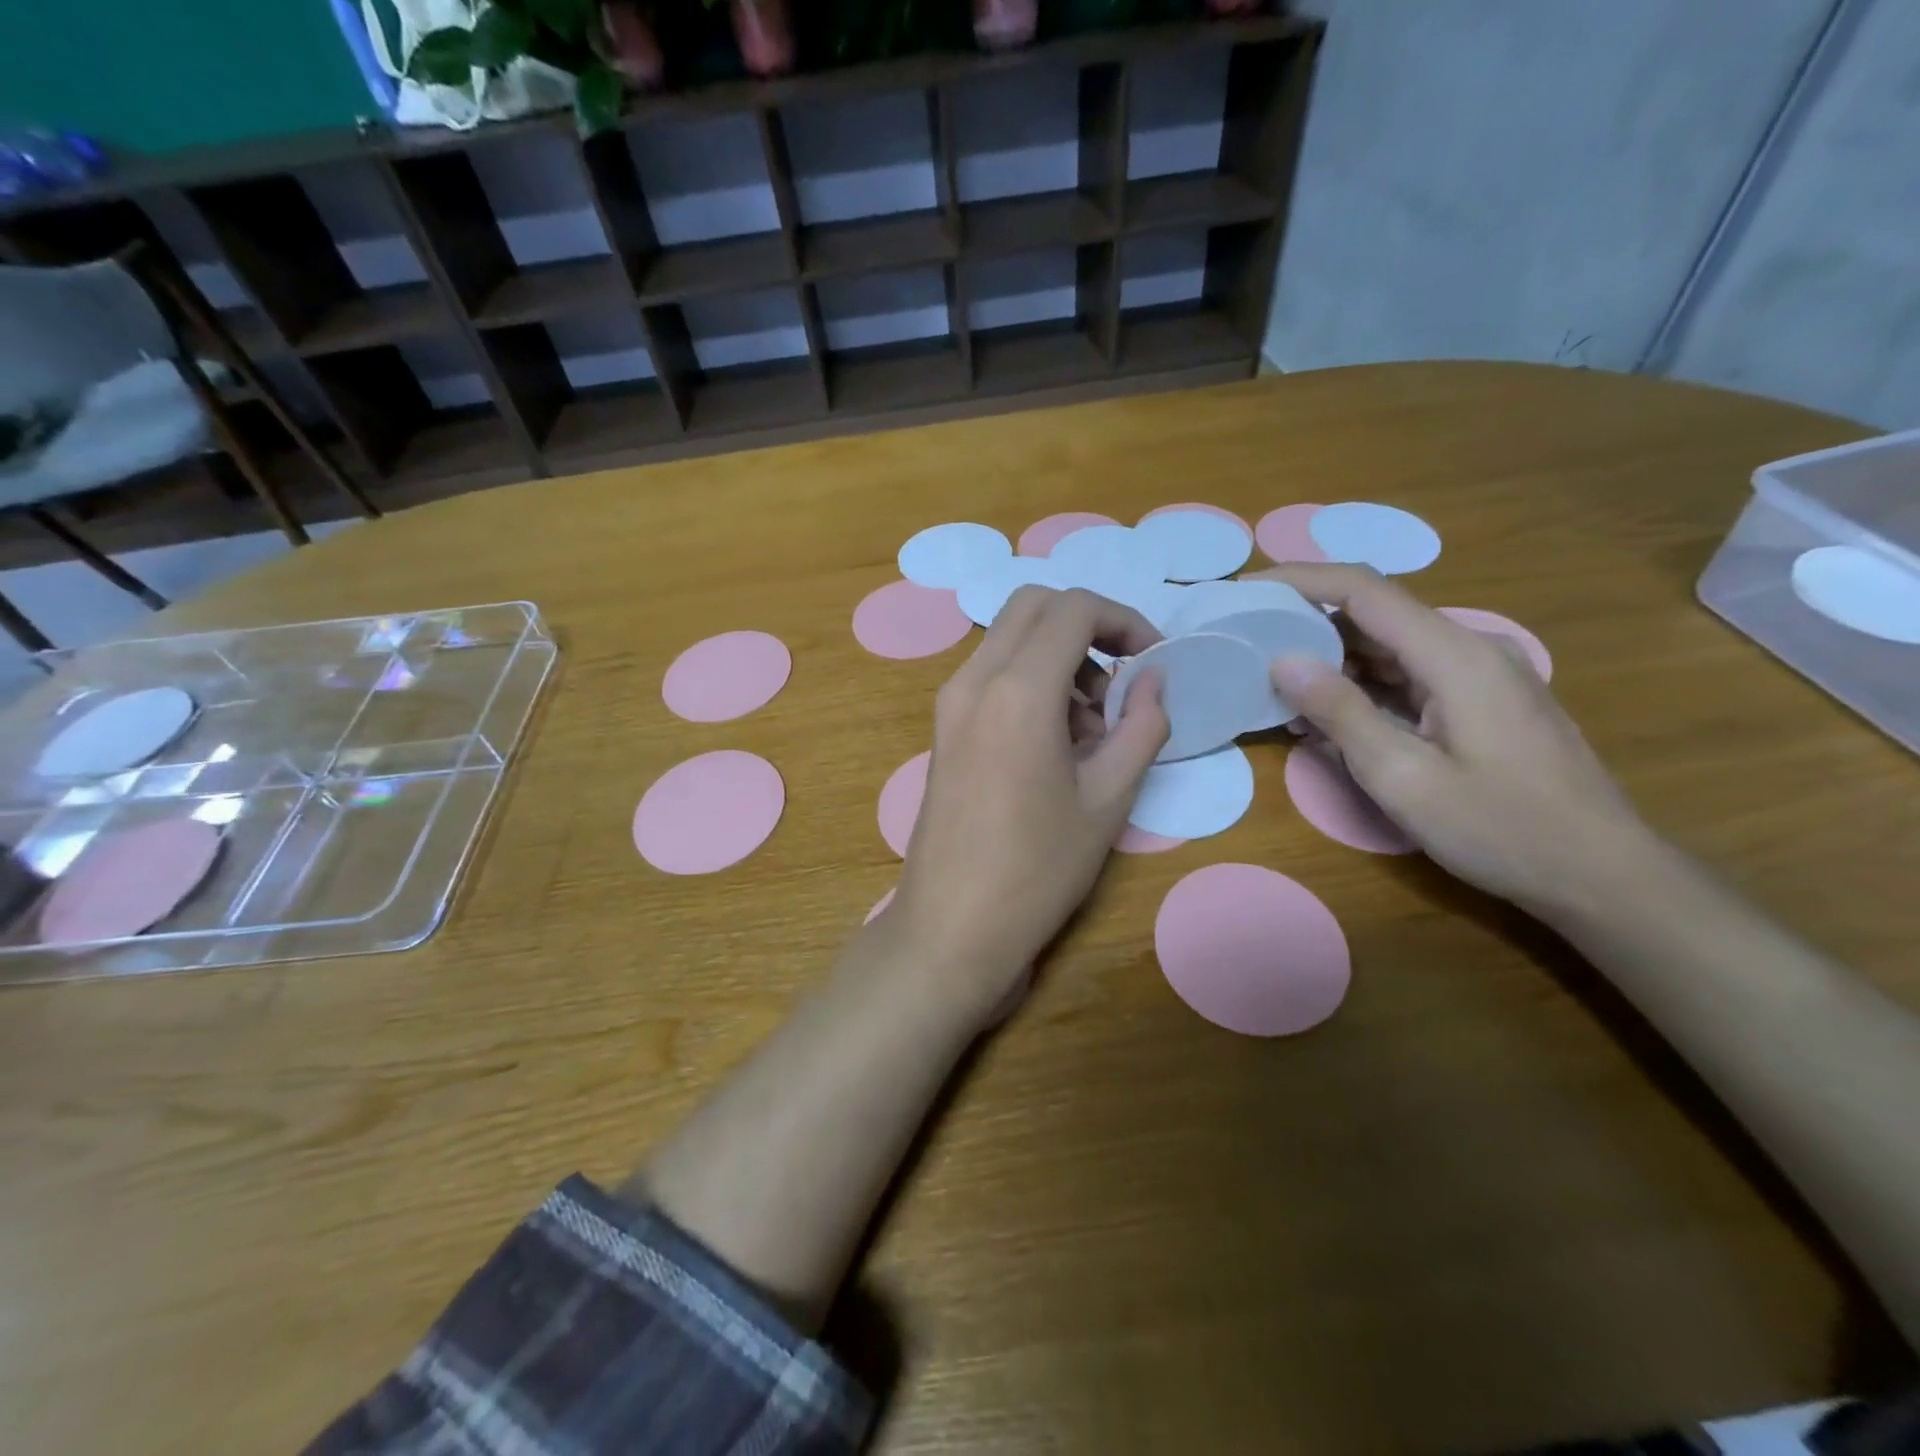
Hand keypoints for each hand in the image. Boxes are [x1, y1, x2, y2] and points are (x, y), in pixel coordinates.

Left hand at [887, 587, 1169, 1020]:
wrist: (952, 926)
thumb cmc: (1038, 869)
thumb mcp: (1109, 799)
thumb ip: (1142, 726)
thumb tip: (1155, 678)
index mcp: (1017, 690)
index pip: (1074, 608)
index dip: (1124, 620)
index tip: (1153, 660)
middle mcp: (974, 680)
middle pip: (1033, 606)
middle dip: (1087, 625)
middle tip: (1121, 678)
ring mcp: (950, 703)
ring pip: (1009, 639)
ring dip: (1057, 655)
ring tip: (1092, 726)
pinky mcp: (943, 728)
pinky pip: (991, 674)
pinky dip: (1029, 680)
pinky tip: (1055, 741)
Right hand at [1253, 564, 1654, 917]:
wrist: (1602, 873)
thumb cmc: (1501, 828)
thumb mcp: (1403, 777)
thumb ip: (1341, 713)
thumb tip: (1284, 660)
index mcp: (1453, 655)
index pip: (1364, 590)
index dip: (1301, 579)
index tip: (1248, 587)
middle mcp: (1469, 649)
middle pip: (1376, 613)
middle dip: (1307, 618)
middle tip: (1249, 639)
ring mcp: (1480, 674)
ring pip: (1390, 645)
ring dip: (1332, 655)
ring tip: (1275, 676)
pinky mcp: (1482, 700)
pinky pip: (1409, 673)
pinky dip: (1362, 682)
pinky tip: (1329, 708)